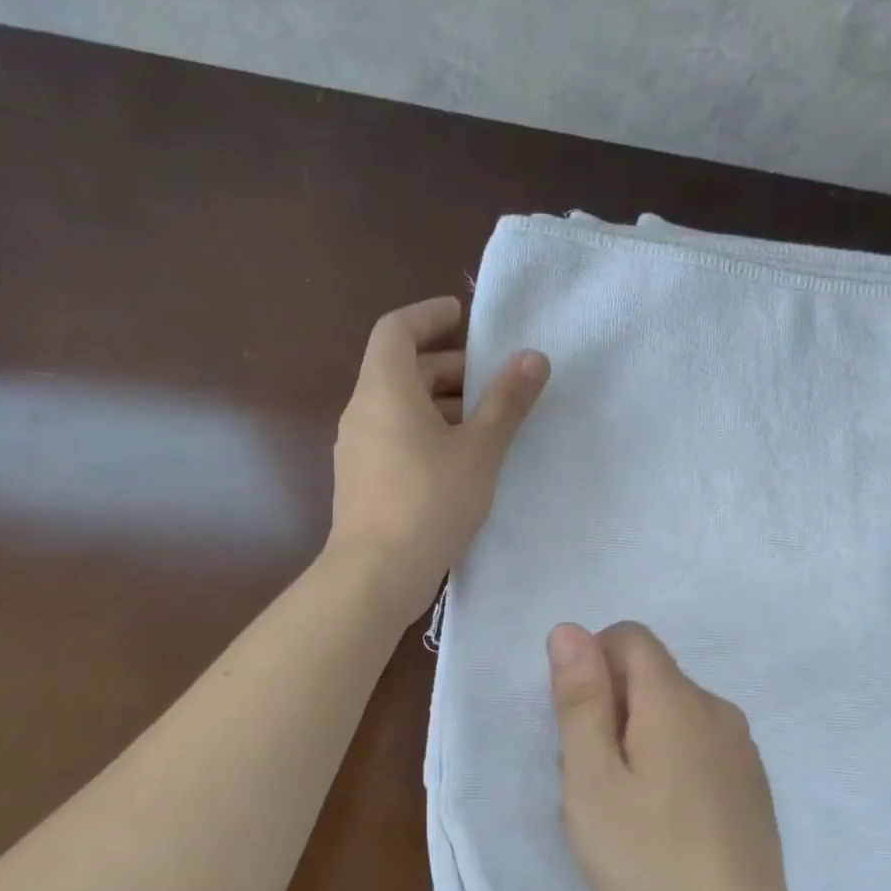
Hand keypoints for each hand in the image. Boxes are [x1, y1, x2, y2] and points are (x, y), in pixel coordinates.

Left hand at [327, 297, 548, 625]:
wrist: (377, 574)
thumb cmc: (430, 501)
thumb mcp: (480, 449)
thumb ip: (507, 401)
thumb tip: (533, 357)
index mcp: (384, 388)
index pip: (397, 329)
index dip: (429, 315)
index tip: (463, 316)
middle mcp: (363, 410)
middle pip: (401, 368)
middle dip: (447, 365)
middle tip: (492, 377)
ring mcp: (357, 448)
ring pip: (399, 407)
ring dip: (441, 403)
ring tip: (486, 421)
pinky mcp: (363, 480)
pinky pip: (395, 437)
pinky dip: (427, 432)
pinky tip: (461, 460)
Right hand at [548, 621, 807, 890]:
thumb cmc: (647, 862)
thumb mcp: (592, 781)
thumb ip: (580, 699)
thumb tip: (569, 629)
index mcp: (677, 700)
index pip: (630, 638)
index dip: (593, 664)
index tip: (578, 727)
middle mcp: (717, 710)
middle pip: (650, 677)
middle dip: (610, 709)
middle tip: (592, 781)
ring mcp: (741, 748)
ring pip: (672, 714)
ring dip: (637, 739)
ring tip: (623, 809)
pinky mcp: (751, 783)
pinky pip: (698, 745)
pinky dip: (669, 762)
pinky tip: (662, 824)